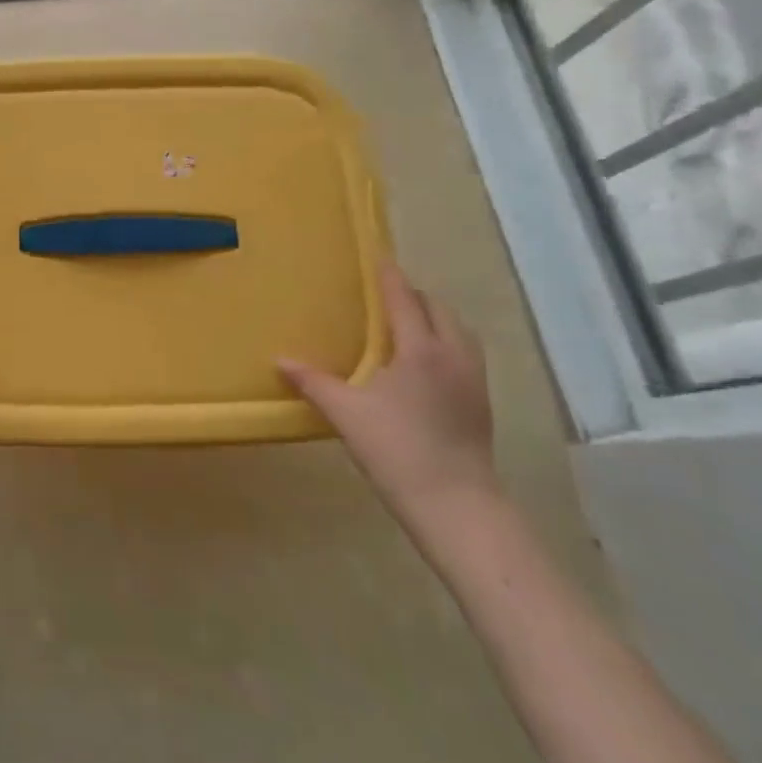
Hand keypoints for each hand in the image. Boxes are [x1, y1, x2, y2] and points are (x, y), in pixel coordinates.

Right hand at [279, 261, 498, 529]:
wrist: (457, 506)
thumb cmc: (398, 450)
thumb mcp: (346, 414)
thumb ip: (313, 382)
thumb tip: (281, 360)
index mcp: (421, 350)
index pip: (405, 299)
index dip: (389, 276)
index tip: (377, 256)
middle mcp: (453, 356)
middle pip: (438, 309)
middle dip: (413, 295)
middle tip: (383, 294)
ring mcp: (473, 380)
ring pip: (458, 331)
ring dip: (433, 318)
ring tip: (404, 324)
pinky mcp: (480, 402)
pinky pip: (464, 353)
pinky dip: (444, 342)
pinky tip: (422, 363)